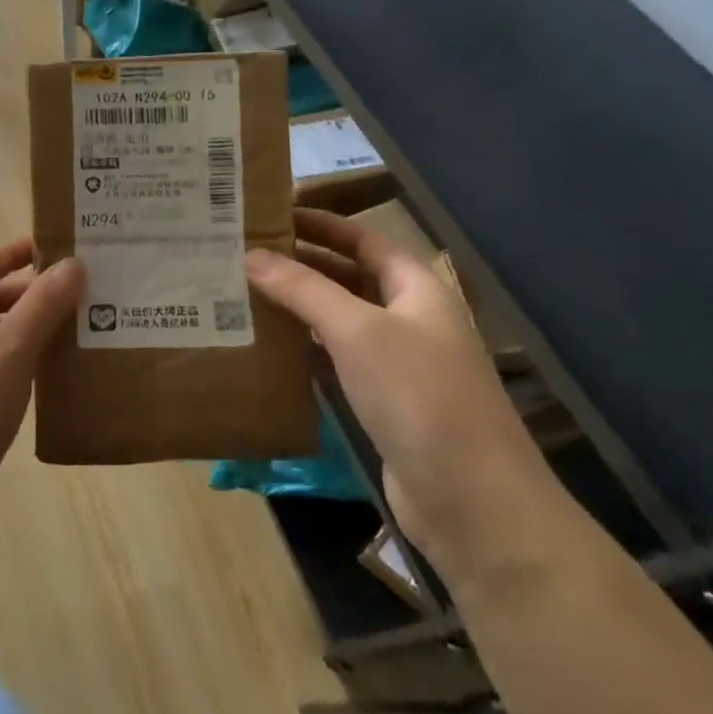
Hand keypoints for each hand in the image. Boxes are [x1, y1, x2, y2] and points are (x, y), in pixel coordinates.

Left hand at [0, 239, 81, 539]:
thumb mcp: (8, 355)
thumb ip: (41, 307)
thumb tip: (71, 264)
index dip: (17, 254)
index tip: (56, 247)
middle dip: (25, 297)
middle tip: (74, 296)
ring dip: (19, 334)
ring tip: (65, 336)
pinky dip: (8, 368)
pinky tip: (37, 384)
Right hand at [246, 210, 574, 591]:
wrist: (471, 499)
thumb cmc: (418, 396)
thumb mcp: (357, 331)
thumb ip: (303, 289)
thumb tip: (250, 254)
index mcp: (416, 287)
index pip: (362, 239)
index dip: (320, 223)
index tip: (269, 215)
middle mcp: (408, 317)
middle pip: (348, 276)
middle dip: (300, 263)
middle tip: (242, 254)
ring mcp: (396, 362)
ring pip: (338, 320)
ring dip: (297, 307)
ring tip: (241, 292)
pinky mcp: (381, 401)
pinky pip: (335, 360)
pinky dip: (303, 348)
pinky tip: (266, 346)